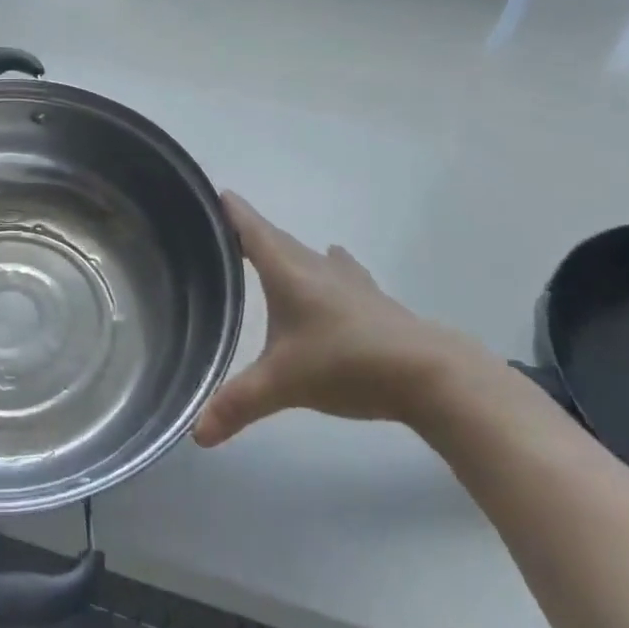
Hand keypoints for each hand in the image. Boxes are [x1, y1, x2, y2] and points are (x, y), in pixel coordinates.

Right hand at [193, 194, 483, 444]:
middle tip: (224, 231)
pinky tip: (332, 266)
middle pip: (276, 238)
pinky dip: (324, 268)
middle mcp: (315, 266)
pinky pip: (337, 271)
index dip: (230, 210)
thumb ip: (238, 404)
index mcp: (287, 271)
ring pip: (308, 254)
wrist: (431, 375)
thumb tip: (197, 435)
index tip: (214, 192)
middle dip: (250, 232)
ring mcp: (349, 281)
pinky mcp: (372, 300)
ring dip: (287, 251)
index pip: (250, 229)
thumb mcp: (283, 385)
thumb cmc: (346, 363)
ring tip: (270, 254)